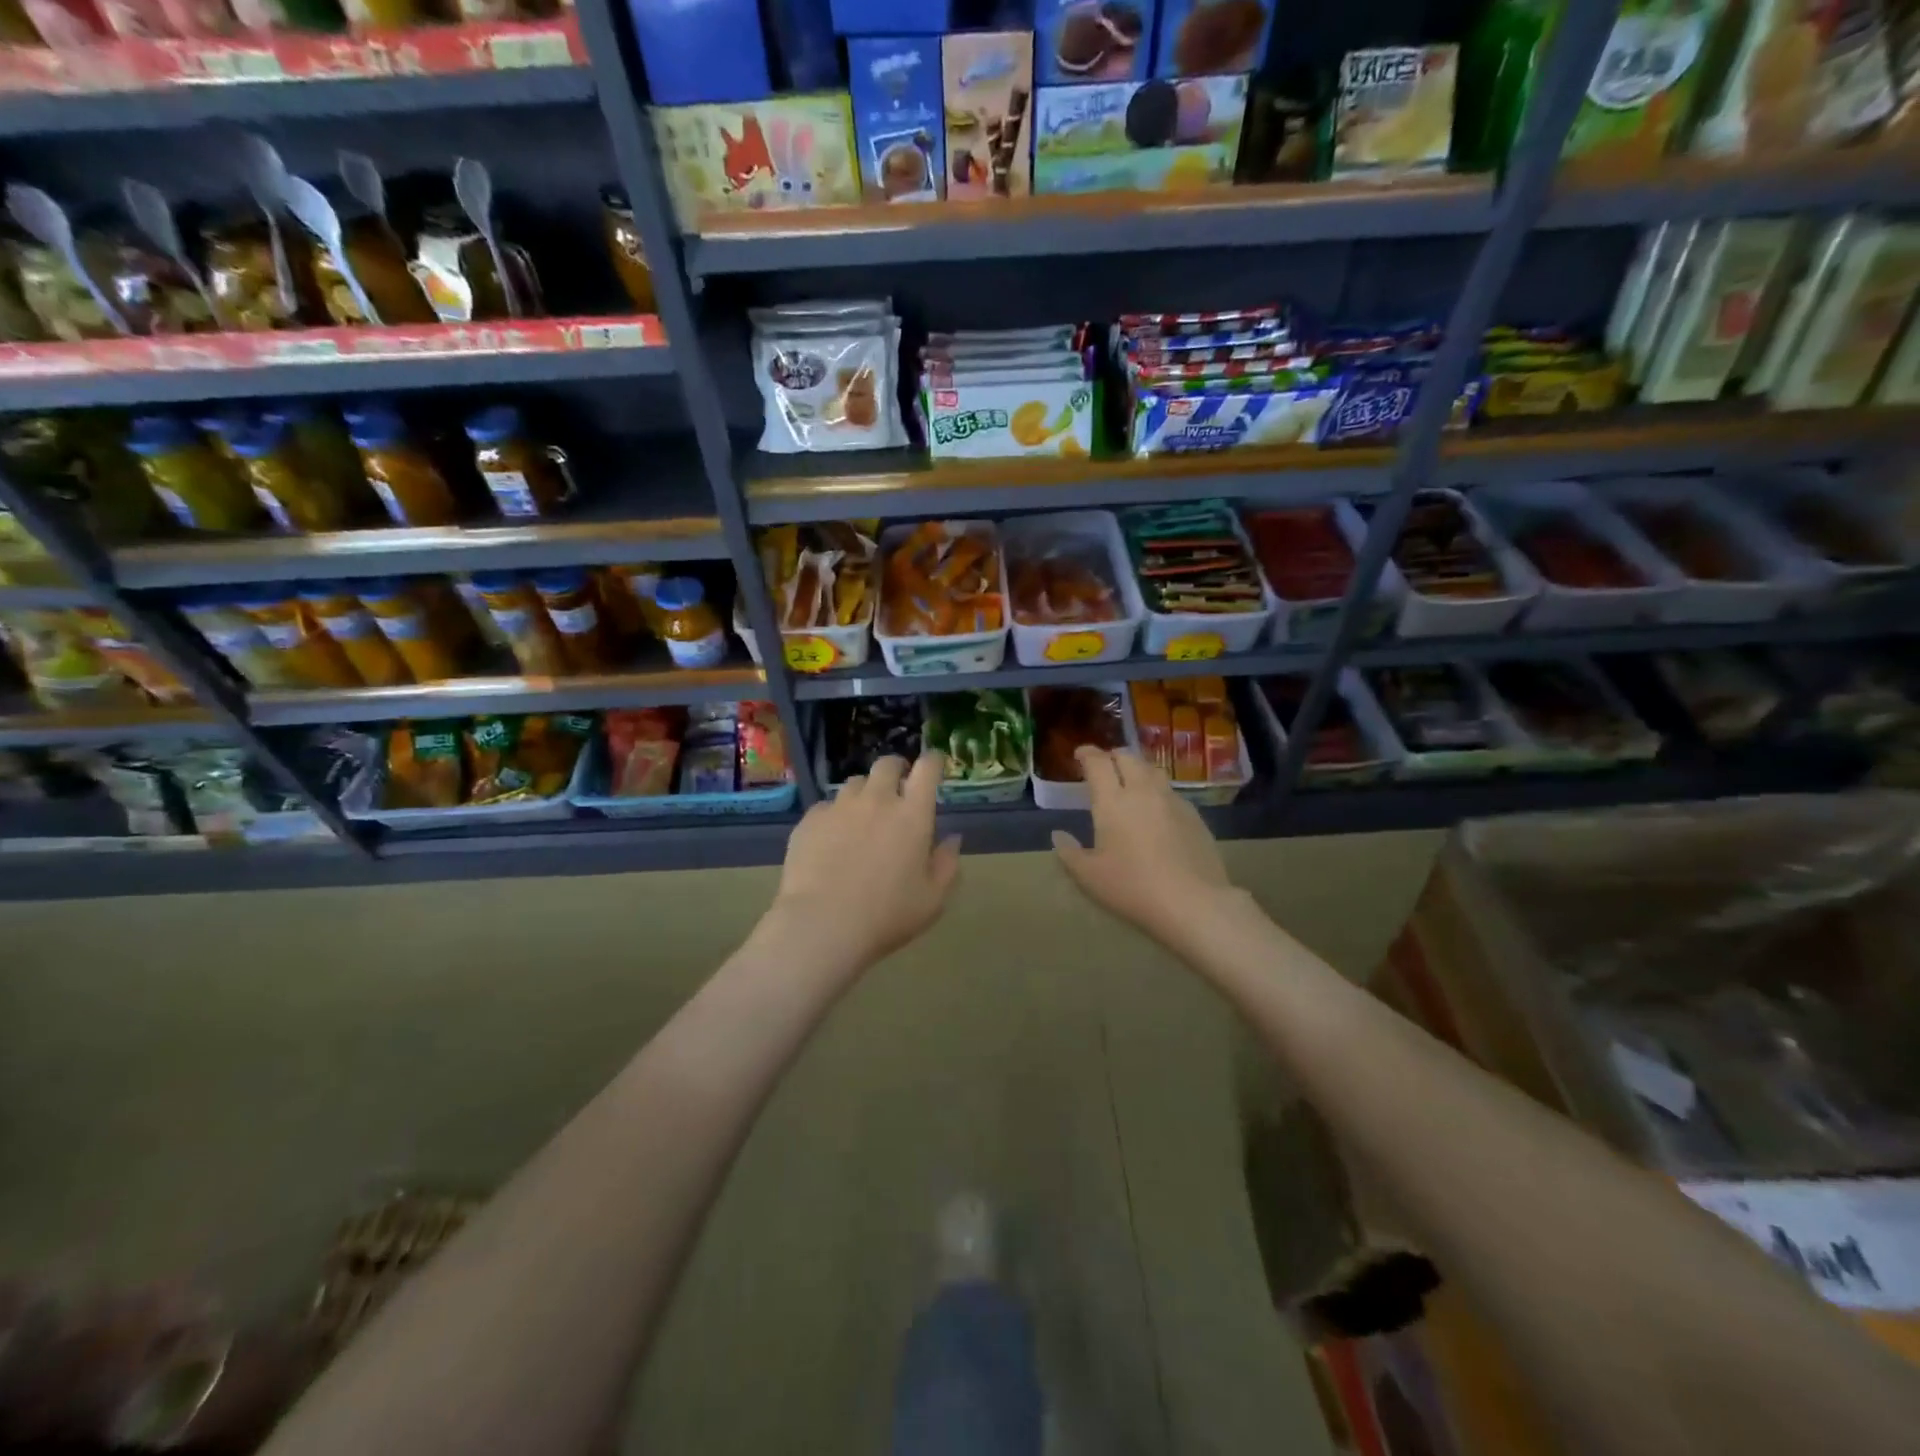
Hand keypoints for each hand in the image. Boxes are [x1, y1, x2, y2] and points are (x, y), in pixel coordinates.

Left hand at [770, 753, 961, 974]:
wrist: (822, 924)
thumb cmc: (887, 915)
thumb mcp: (932, 899)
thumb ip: (947, 864)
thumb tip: (952, 839)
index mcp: (912, 814)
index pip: (927, 769)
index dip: (932, 761)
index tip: (934, 765)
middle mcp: (877, 800)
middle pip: (887, 765)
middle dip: (896, 770)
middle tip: (897, 789)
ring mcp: (840, 807)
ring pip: (855, 783)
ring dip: (865, 793)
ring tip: (863, 816)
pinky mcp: (810, 820)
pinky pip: (827, 807)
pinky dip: (835, 816)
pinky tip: (832, 840)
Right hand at [1052, 746, 1236, 952]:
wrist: (1193, 902)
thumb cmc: (1132, 888)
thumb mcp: (1089, 877)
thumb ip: (1069, 853)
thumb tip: (1058, 835)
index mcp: (1112, 801)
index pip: (1098, 763)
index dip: (1087, 754)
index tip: (1080, 755)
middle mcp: (1143, 791)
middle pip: (1128, 758)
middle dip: (1113, 757)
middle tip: (1105, 767)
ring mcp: (1172, 801)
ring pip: (1152, 771)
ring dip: (1137, 770)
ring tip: (1131, 782)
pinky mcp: (1194, 815)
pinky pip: (1170, 791)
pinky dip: (1157, 791)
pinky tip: (1156, 810)